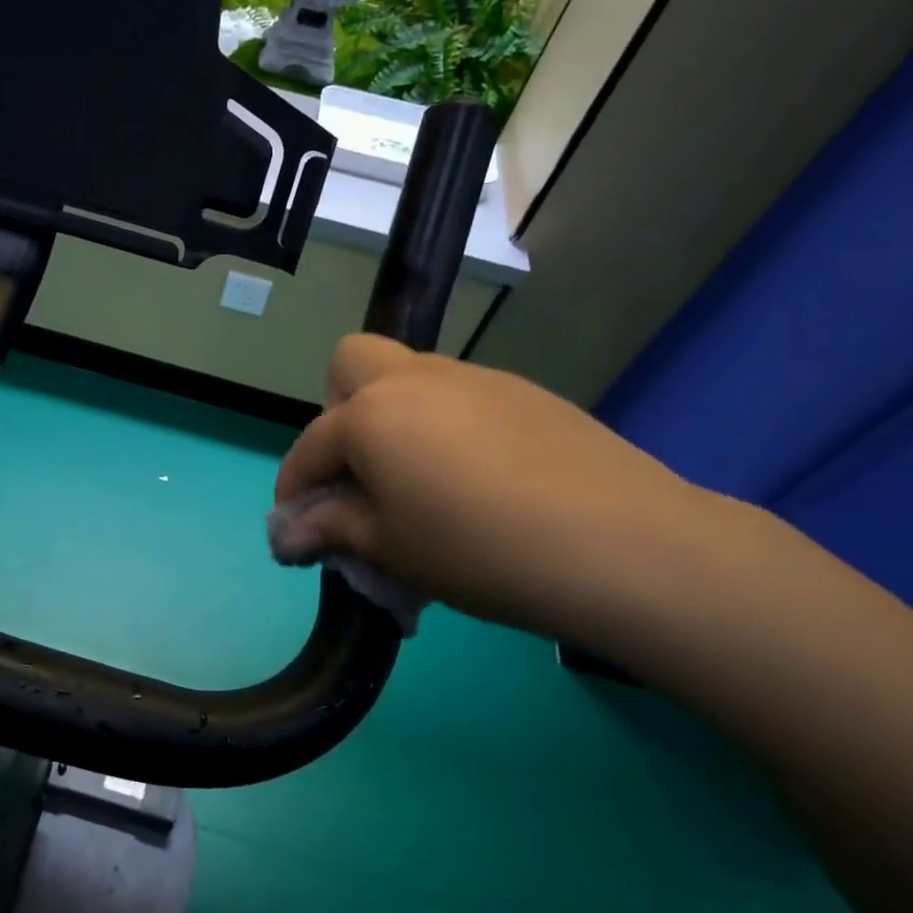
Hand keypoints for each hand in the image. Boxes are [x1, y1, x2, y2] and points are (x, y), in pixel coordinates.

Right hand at [275, 334, 718, 645]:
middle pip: (351, 363)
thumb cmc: (480, 550)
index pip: (310, 446)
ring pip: (410, 376)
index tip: (297, 526)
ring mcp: (475, 378)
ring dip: (394, 417)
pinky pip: (461, 396)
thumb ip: (334, 529)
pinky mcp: (525, 392)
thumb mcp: (392, 549)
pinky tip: (479, 479)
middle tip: (359, 470)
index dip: (294, 487)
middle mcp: (415, 379)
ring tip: (421, 482)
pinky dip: (445, 425)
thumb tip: (291, 532)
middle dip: (337, 411)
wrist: (621, 544)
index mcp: (371, 414)